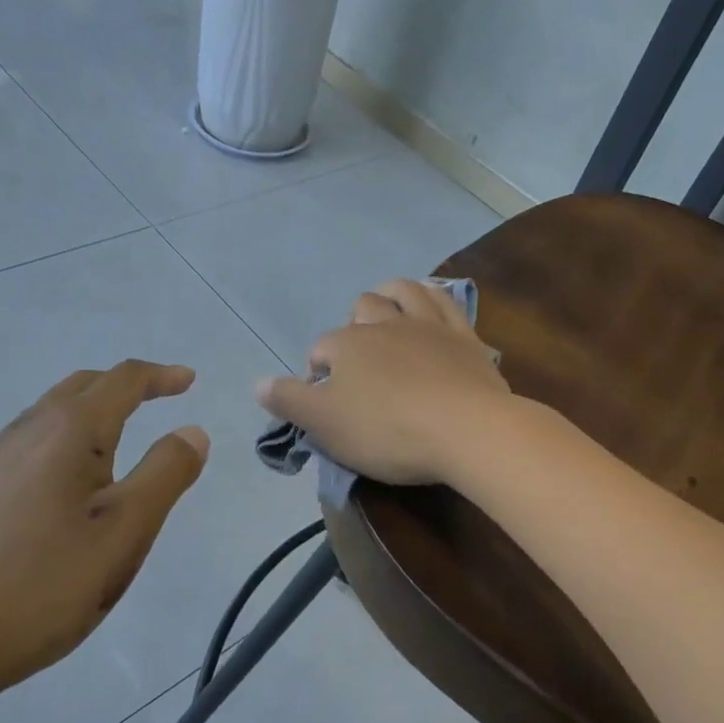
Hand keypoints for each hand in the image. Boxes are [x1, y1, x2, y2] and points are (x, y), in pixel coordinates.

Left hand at [0, 361, 208, 707]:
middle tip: (159, 396)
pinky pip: (31, 444)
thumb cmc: (43, 585)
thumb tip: (193, 431)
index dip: (160, 376)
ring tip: (119, 434)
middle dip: (125, 385)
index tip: (189, 380)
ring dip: (92, 409)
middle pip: (82, 387)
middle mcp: (27, 433)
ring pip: (51, 414)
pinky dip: (65, 438)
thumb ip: (165, 474)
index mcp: (69, 431)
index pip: (122, 381)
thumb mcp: (125, 532)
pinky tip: (67, 482)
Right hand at [256, 278, 510, 485]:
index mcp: (347, 344)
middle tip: (358, 361)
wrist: (466, 430)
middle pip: (360, 310)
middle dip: (352, 327)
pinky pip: (444, 300)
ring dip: (388, 296)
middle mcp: (384, 323)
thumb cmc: (387, 430)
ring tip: (386, 312)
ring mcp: (427, 324)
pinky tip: (429, 301)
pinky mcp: (463, 334)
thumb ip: (289, 401)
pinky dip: (431, 296)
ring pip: (401, 292)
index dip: (318, 371)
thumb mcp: (325, 425)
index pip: (321, 349)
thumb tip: (257, 384)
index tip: (326, 401)